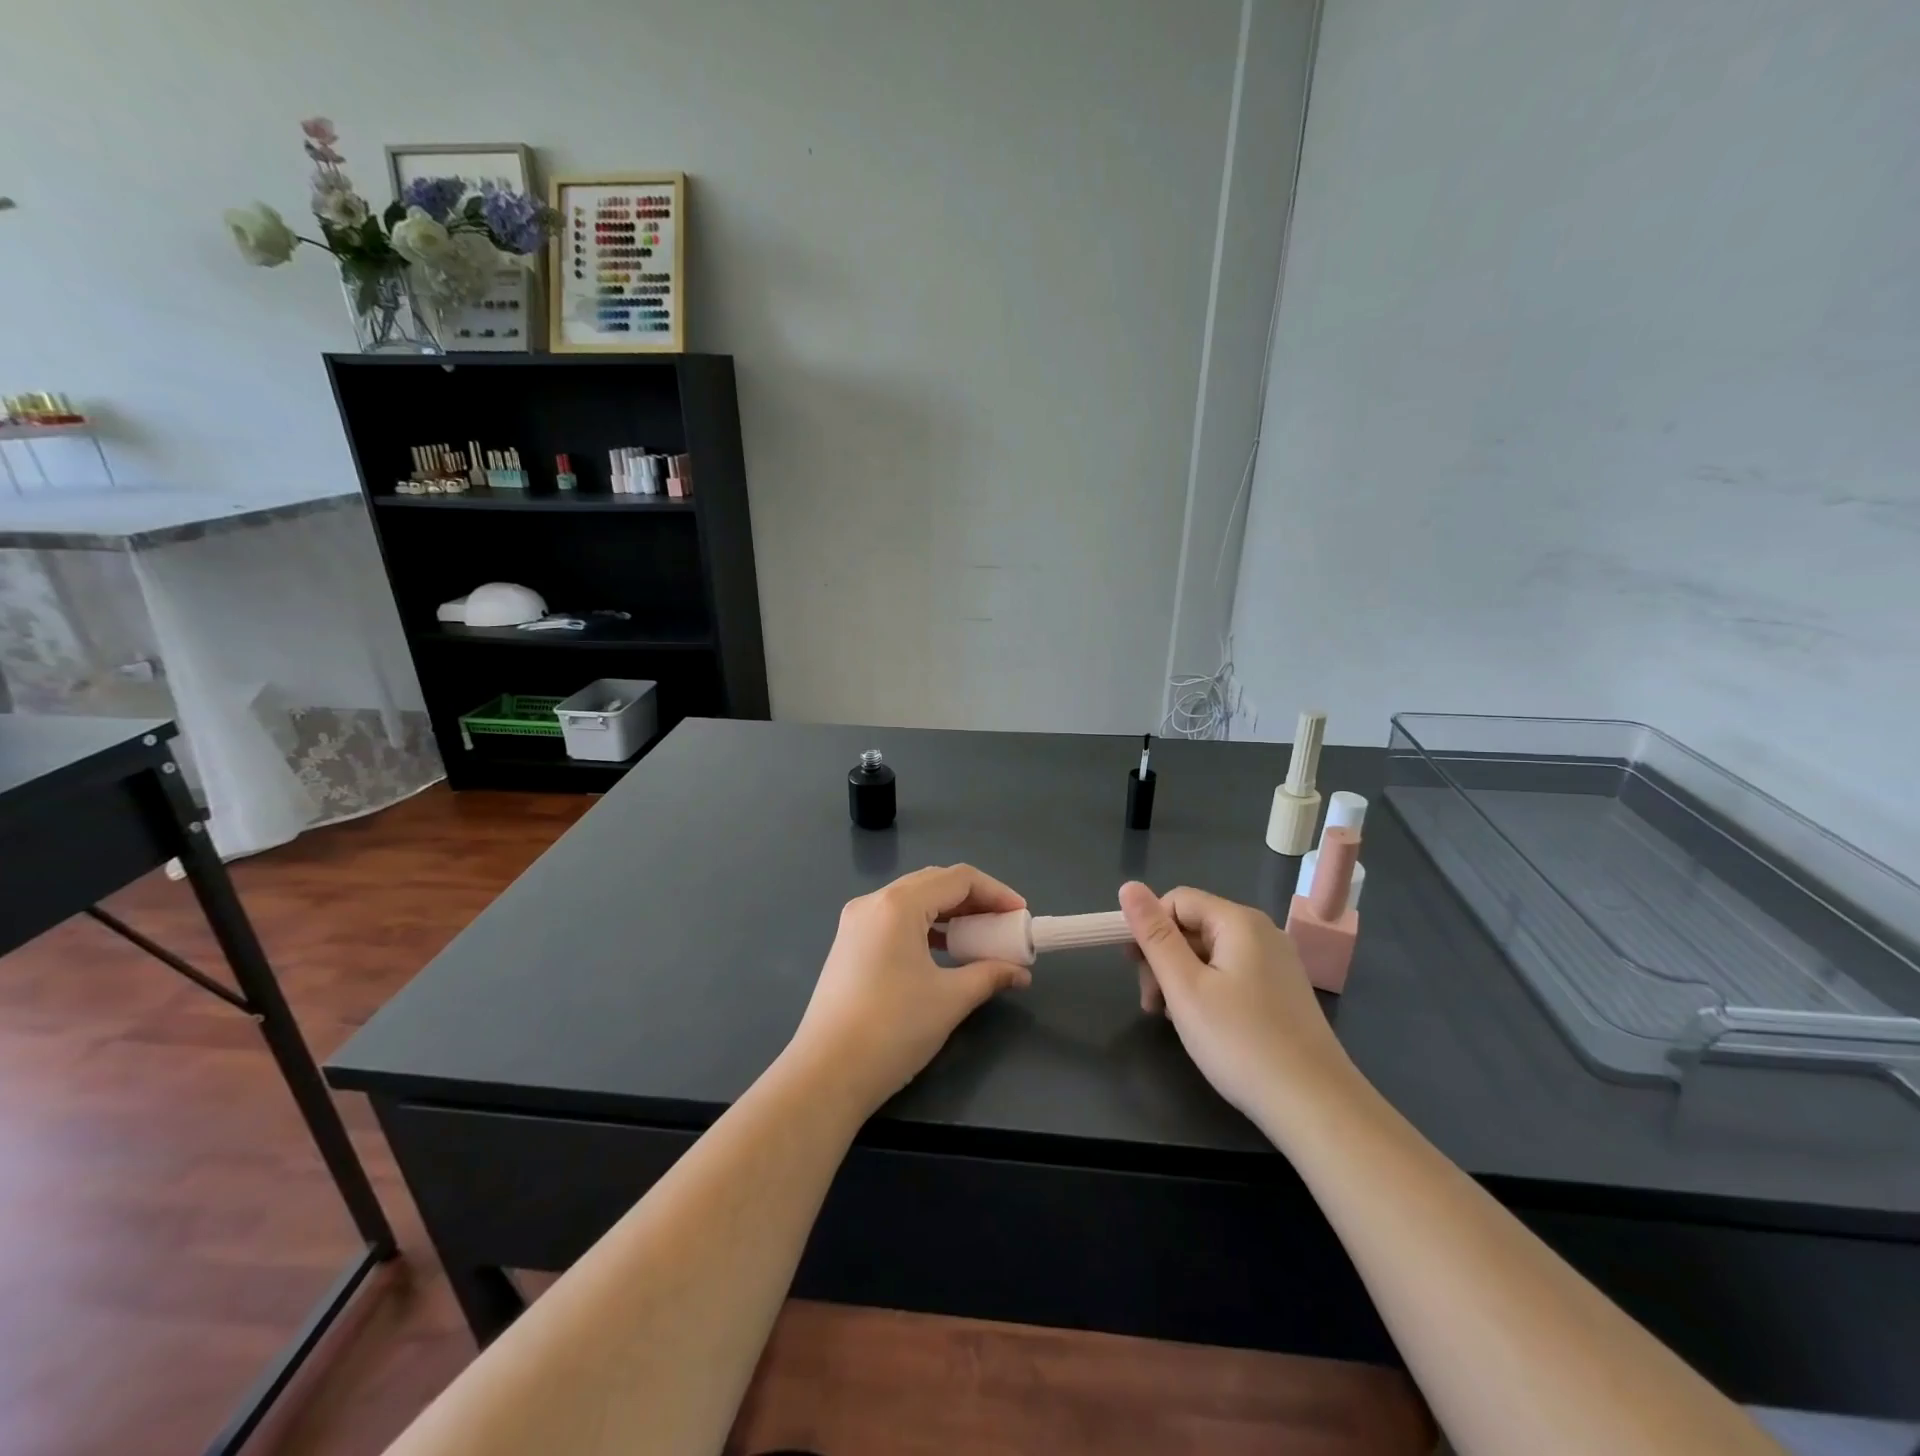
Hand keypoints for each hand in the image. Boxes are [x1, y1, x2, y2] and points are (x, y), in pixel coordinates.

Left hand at [789, 865, 1031, 1118]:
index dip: (996, 893)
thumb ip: (990, 975)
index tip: (1021, 916)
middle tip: (1002, 926)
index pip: (958, 878)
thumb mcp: (950, 999)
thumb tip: (1020, 972)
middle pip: (934, 882)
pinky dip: (925, 927)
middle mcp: (873, 902)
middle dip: (974, 900)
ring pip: (913, 900)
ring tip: (977, 939)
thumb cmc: (893, 1029)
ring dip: (949, 913)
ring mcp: (856, 922)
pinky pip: (895, 919)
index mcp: (898, 904)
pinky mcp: (849, 944)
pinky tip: (942, 951)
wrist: (826, 1073)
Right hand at [1119, 882, 1354, 1125]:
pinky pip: (1232, 974)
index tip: (1135, 969)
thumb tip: (1129, 886)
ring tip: (1172, 1020)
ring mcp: (1277, 963)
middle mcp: (1262, 932)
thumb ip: (1154, 935)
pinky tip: (1203, 1025)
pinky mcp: (1283, 992)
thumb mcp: (1185, 987)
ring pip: (1211, 953)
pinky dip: (1208, 991)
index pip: (1177, 900)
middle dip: (1163, 957)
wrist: (1316, 1107)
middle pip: (1194, 926)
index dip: (1149, 927)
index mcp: (1239, 921)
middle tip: (1151, 1004)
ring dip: (1181, 978)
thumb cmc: (1240, 1042)